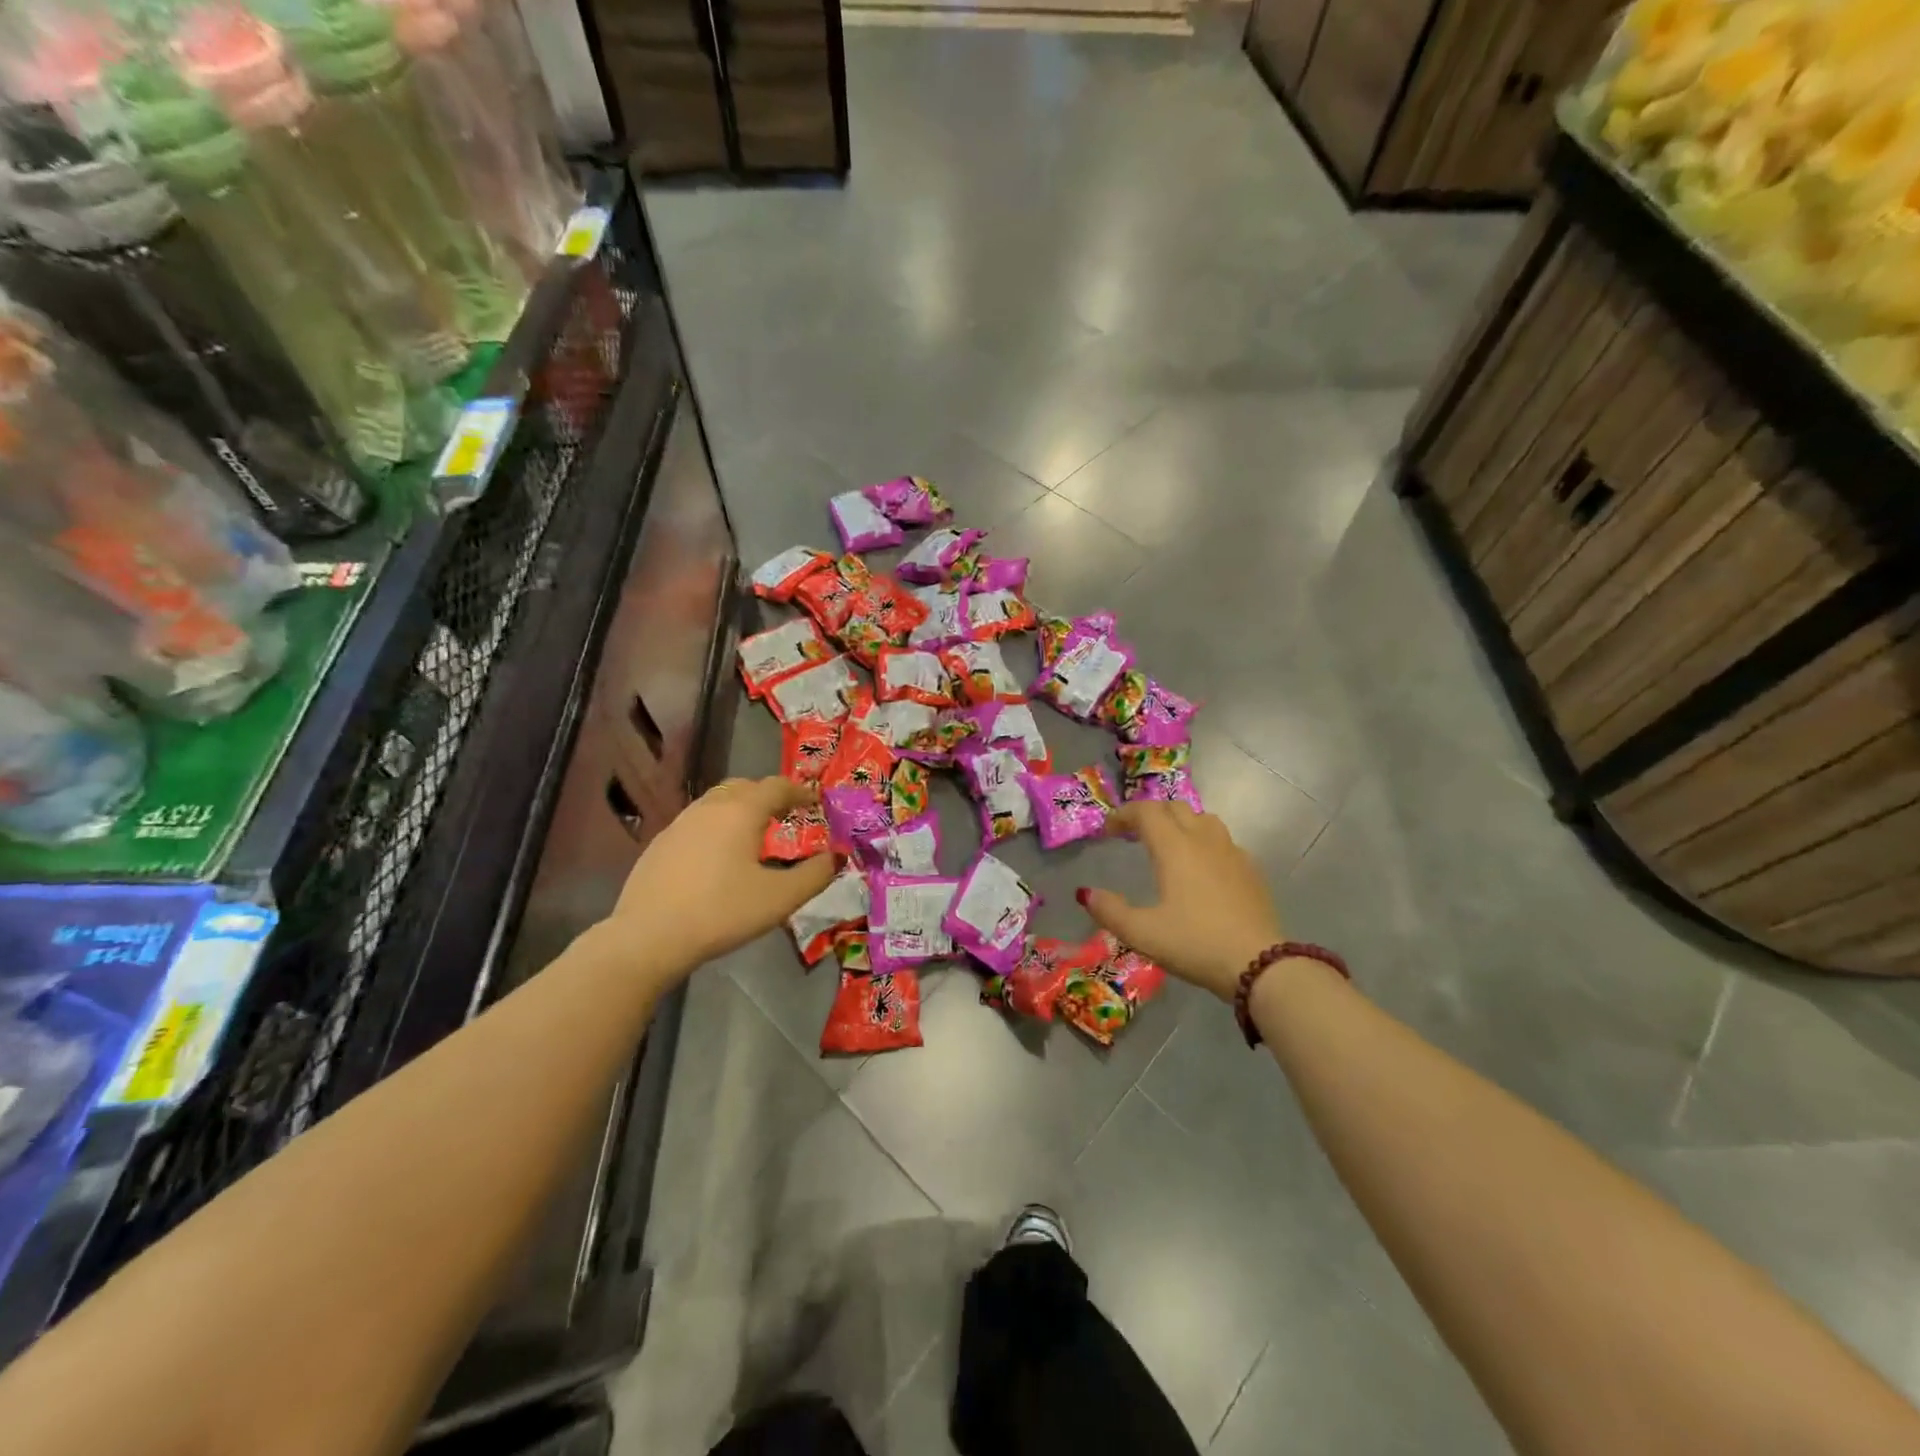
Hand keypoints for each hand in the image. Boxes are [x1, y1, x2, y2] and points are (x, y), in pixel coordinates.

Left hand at [611, 777, 833, 970]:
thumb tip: (836, 857)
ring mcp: (680, 823)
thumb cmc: (721, 912)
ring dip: (740, 808)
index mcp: (741, 811)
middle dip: (768, 794)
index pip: (777, 786)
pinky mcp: (660, 844)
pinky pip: (697, 822)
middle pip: (744, 786)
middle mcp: (710, 807)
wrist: (647, 937)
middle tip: (786, 814)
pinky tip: (718, 856)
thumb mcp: (780, 898)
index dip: (800, 791)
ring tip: (753, 833)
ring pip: (717, 802)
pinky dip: (717, 826)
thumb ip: (815, 875)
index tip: (815, 801)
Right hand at [1079, 801, 1284, 1001]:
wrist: (1260, 965)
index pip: (1146, 811)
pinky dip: (1204, 842)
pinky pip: (1223, 841)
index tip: (1108, 831)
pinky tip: (1202, 869)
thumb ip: (1110, 911)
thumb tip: (1085, 894)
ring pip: (1203, 819)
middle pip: (1175, 807)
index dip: (1123, 814)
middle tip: (1133, 835)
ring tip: (1168, 845)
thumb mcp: (1143, 934)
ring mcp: (1232, 852)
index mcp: (1174, 848)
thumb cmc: (1195, 944)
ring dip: (1180, 822)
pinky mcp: (1251, 870)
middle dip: (1150, 814)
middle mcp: (1203, 840)